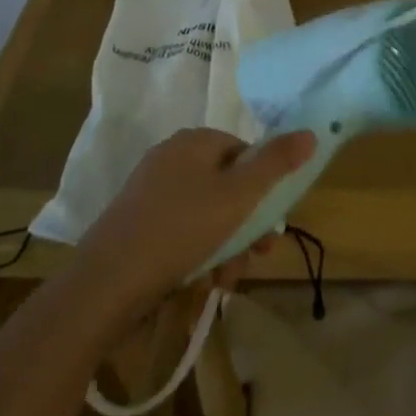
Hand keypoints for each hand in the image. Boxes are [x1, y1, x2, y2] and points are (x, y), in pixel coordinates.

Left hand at [73, 127, 316, 316]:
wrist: (106, 283)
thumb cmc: (181, 230)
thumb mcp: (239, 196)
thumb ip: (276, 163)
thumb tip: (310, 132)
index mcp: (193, 142)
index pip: (244, 152)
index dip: (264, 186)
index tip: (272, 223)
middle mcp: (171, 157)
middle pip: (227, 185)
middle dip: (246, 225)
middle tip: (258, 256)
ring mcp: (150, 190)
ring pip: (206, 213)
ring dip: (226, 245)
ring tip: (226, 279)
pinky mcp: (136, 222)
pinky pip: (181, 230)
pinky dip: (198, 252)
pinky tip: (204, 281)